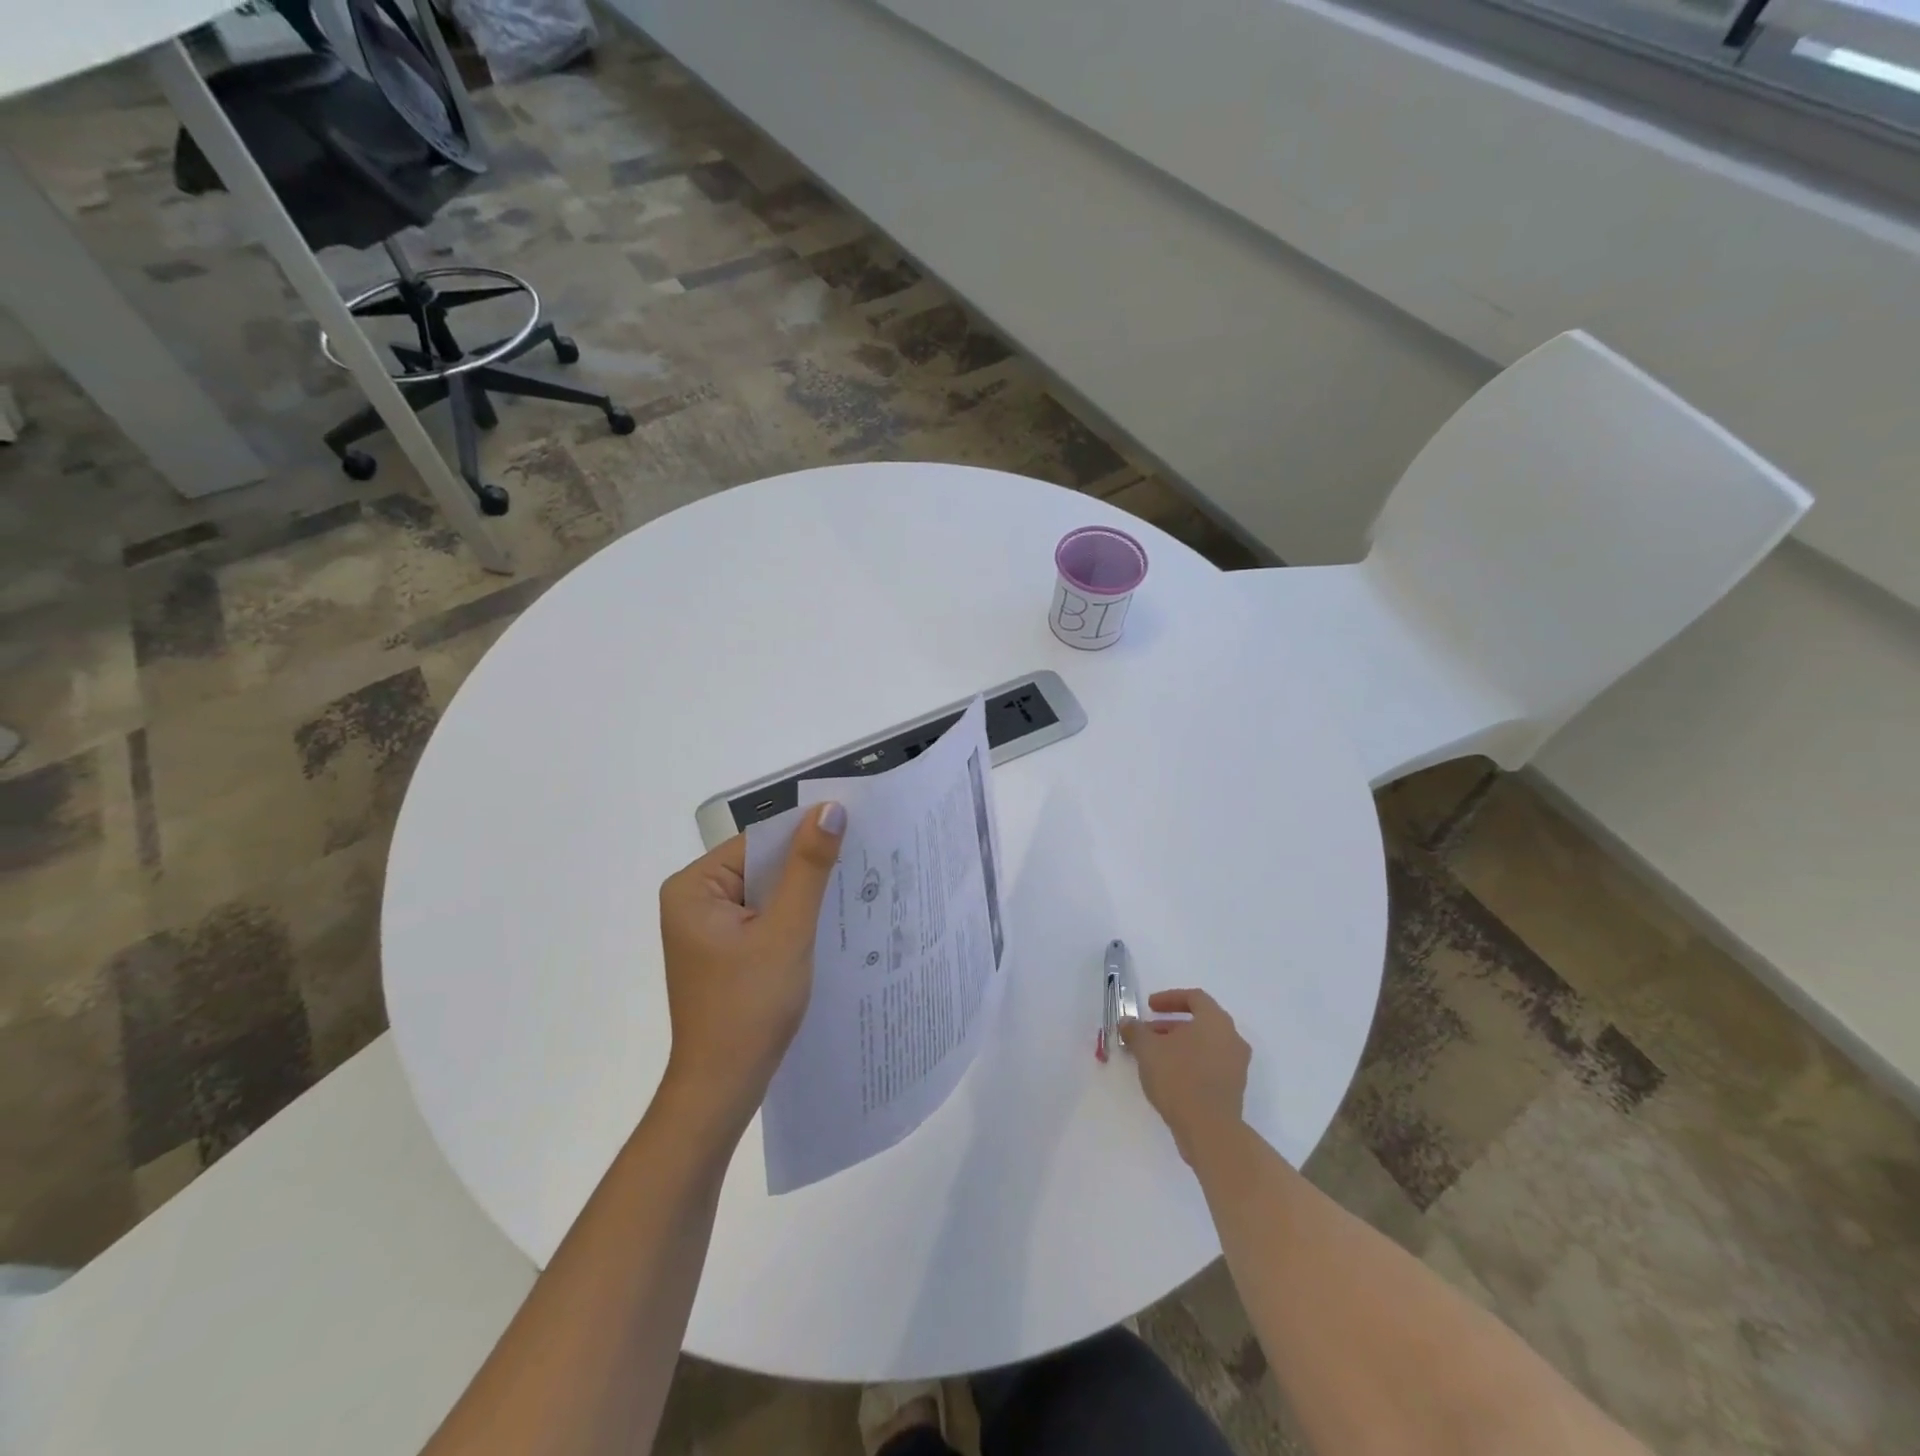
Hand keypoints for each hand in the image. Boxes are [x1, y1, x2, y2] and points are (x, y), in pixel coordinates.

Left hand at [656, 803, 846, 1130]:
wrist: (723, 1088)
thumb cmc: (750, 1007)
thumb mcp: (787, 931)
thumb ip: (808, 868)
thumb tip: (830, 809)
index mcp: (694, 887)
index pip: (759, 842)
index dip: (805, 837)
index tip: (856, 833)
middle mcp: (694, 900)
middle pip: (762, 866)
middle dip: (807, 869)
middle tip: (864, 861)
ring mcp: (707, 928)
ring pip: (767, 893)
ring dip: (804, 896)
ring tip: (855, 890)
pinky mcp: (724, 952)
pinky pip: (764, 918)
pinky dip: (793, 920)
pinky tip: (827, 924)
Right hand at [1120, 988, 1250, 1165]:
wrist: (1210, 1130)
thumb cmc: (1179, 1078)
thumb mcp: (1148, 1050)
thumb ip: (1136, 1031)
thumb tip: (1127, 1022)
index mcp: (1216, 1021)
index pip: (1194, 998)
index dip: (1169, 998)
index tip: (1149, 1007)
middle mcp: (1232, 1038)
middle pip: (1200, 1022)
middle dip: (1171, 1025)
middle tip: (1148, 1032)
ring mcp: (1236, 1065)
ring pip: (1205, 1045)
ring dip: (1179, 1045)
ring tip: (1154, 1056)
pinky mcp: (1234, 1089)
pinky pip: (1210, 1065)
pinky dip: (1190, 1062)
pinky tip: (1168, 1076)